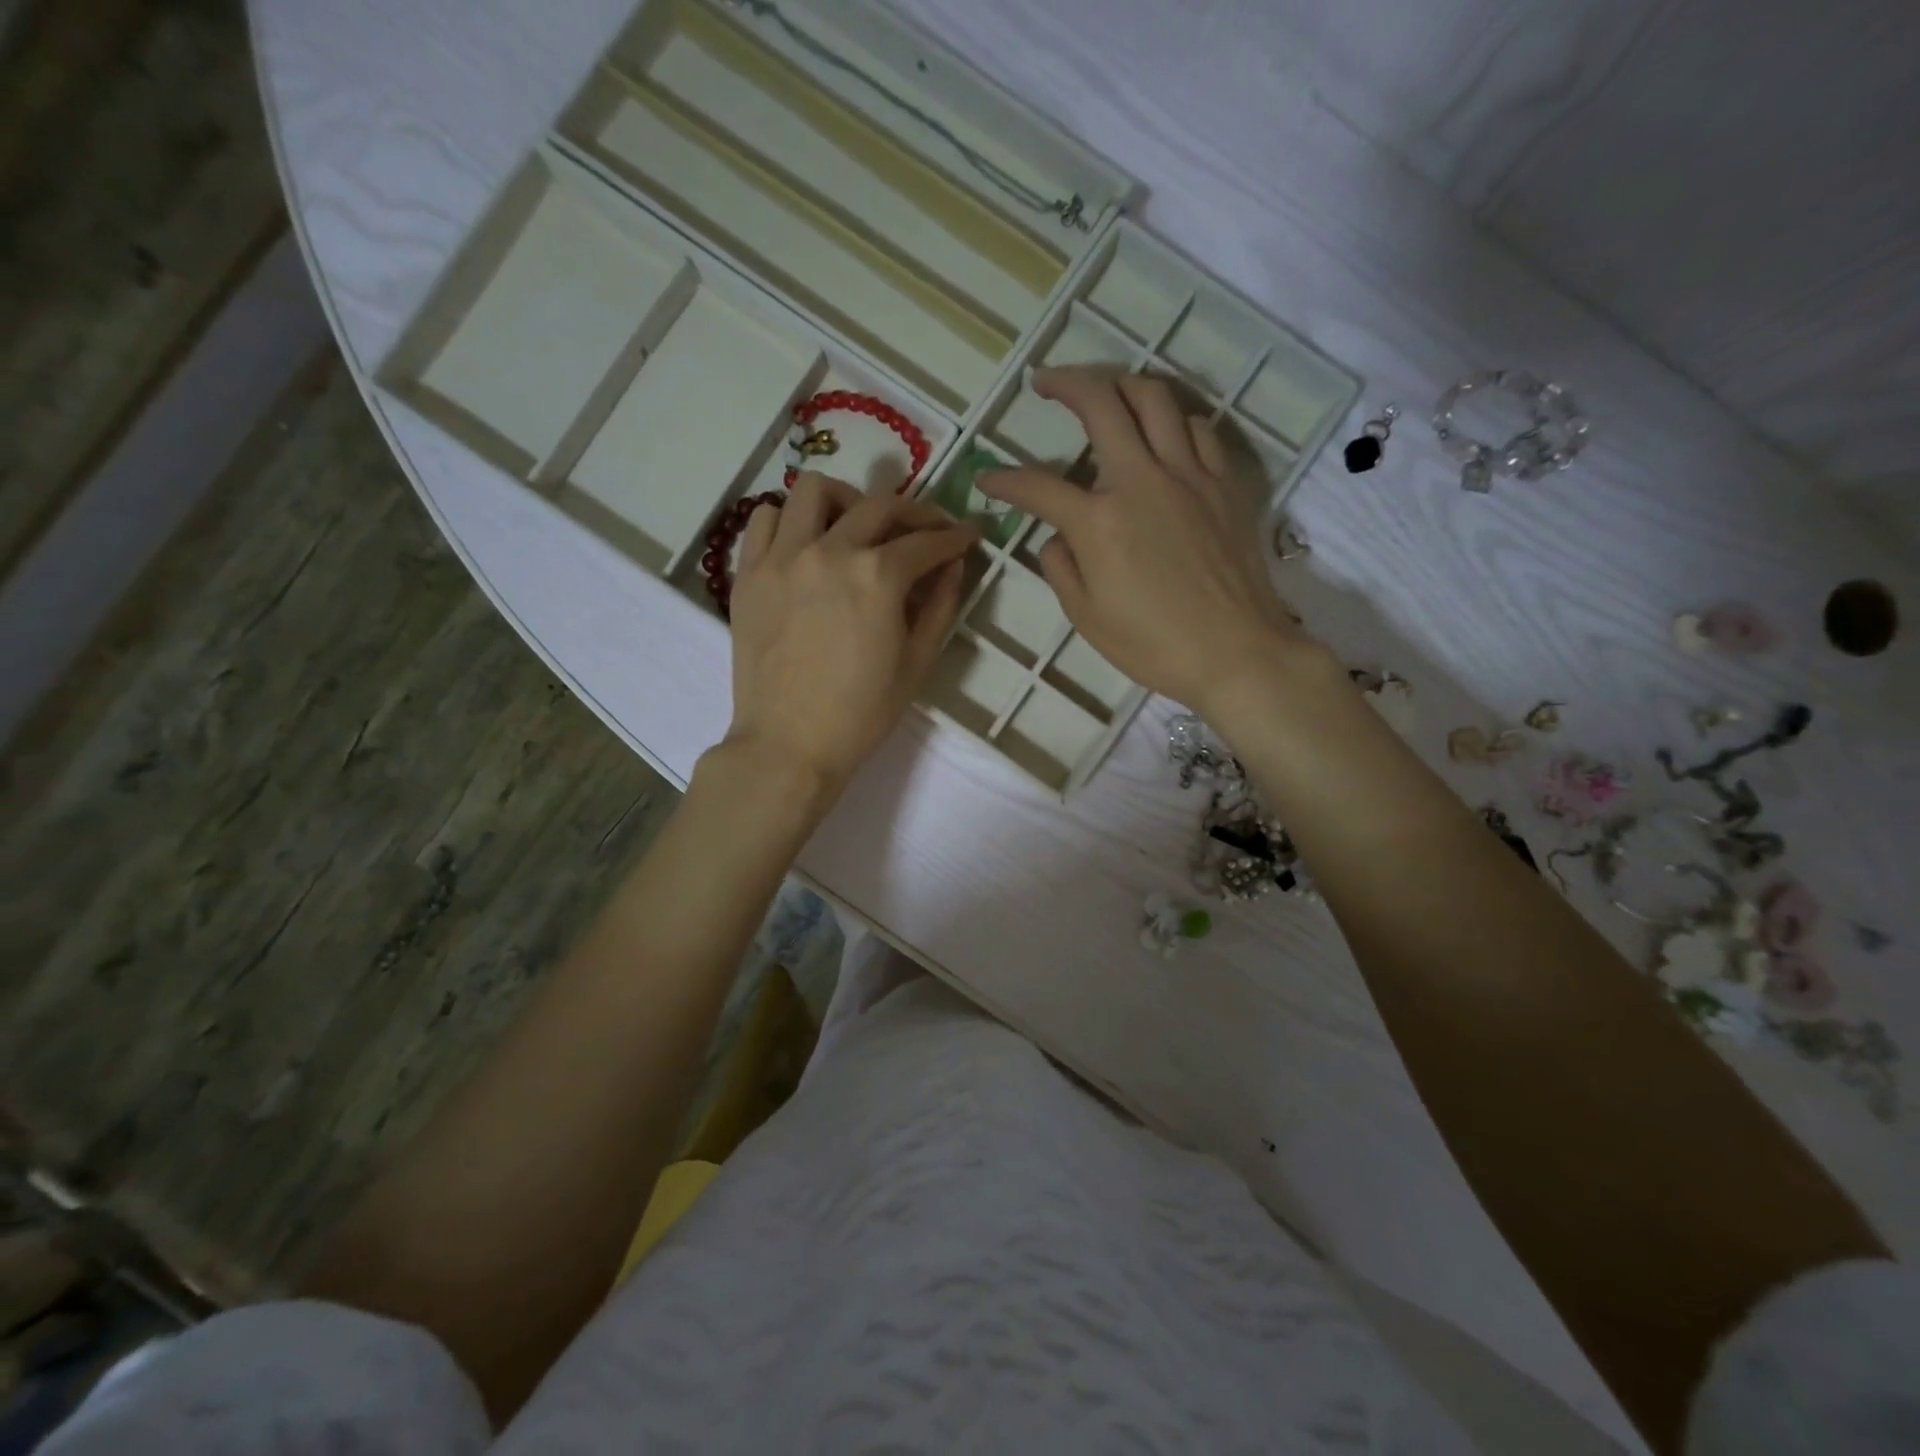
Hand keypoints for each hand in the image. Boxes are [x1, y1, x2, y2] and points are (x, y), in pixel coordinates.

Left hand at [725, 473, 975, 795]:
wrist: (789, 745)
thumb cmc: (861, 713)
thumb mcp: (917, 663)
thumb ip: (941, 605)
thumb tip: (954, 564)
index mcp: (878, 576)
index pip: (926, 541)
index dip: (955, 537)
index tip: (968, 536)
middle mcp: (830, 551)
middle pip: (879, 506)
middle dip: (915, 513)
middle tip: (926, 531)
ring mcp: (783, 557)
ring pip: (814, 490)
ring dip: (846, 500)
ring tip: (856, 526)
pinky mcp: (750, 573)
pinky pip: (766, 519)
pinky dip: (791, 520)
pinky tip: (805, 543)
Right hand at [979, 367, 1314, 716]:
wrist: (1236, 653)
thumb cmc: (1153, 645)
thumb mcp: (1086, 617)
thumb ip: (1060, 568)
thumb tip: (1057, 537)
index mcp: (1099, 521)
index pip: (1037, 486)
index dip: (1004, 479)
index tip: (987, 479)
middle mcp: (1142, 481)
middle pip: (1101, 403)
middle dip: (1066, 382)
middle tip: (1046, 381)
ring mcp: (1189, 476)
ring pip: (1155, 399)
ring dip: (1122, 385)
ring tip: (1106, 392)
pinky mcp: (1224, 484)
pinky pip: (1199, 429)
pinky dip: (1174, 421)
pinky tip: (1164, 434)